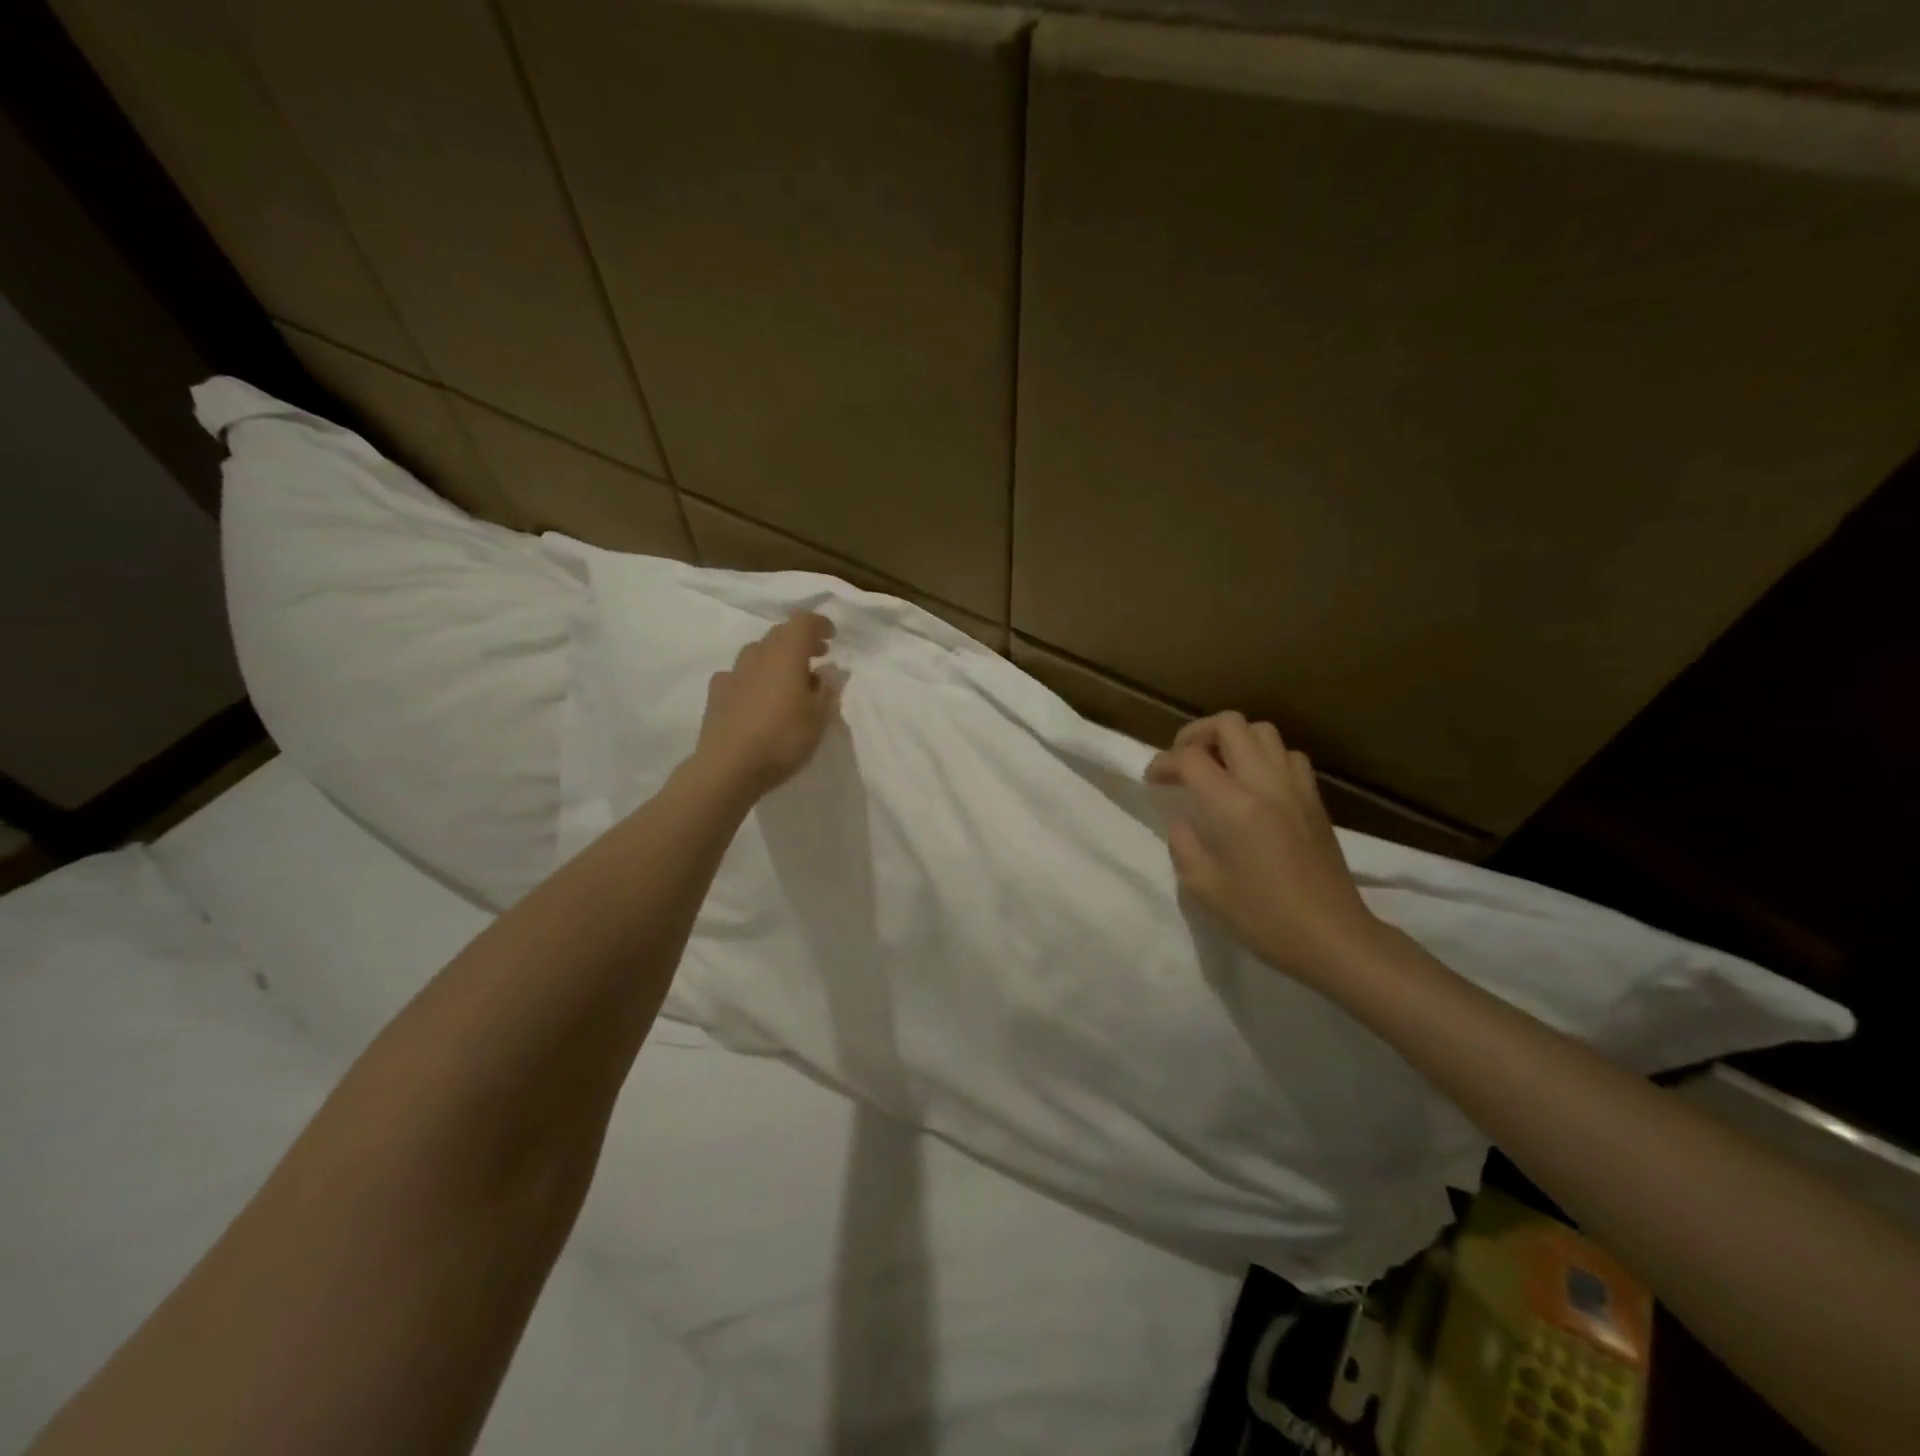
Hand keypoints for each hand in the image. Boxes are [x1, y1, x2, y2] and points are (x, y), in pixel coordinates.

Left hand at [695, 611, 839, 796]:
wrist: (728, 768)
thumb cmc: (782, 739)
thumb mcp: (819, 718)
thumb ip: (827, 690)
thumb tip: (829, 672)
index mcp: (785, 655)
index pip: (802, 622)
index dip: (819, 624)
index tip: (832, 637)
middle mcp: (757, 656)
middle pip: (779, 634)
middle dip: (800, 641)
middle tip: (817, 657)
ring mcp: (732, 674)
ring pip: (757, 653)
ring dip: (776, 659)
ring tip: (789, 681)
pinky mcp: (716, 694)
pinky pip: (739, 675)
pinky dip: (754, 678)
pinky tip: (757, 697)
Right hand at [1146, 712, 1389, 985]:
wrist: (1333, 938)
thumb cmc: (1263, 918)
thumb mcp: (1204, 887)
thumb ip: (1183, 844)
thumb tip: (1180, 819)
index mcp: (1233, 806)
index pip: (1190, 757)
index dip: (1163, 762)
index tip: (1153, 781)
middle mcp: (1265, 784)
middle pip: (1229, 724)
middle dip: (1197, 734)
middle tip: (1183, 761)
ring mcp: (1295, 788)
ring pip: (1262, 731)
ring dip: (1233, 740)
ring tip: (1218, 767)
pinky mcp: (1315, 799)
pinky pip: (1288, 755)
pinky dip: (1265, 756)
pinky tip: (1255, 784)